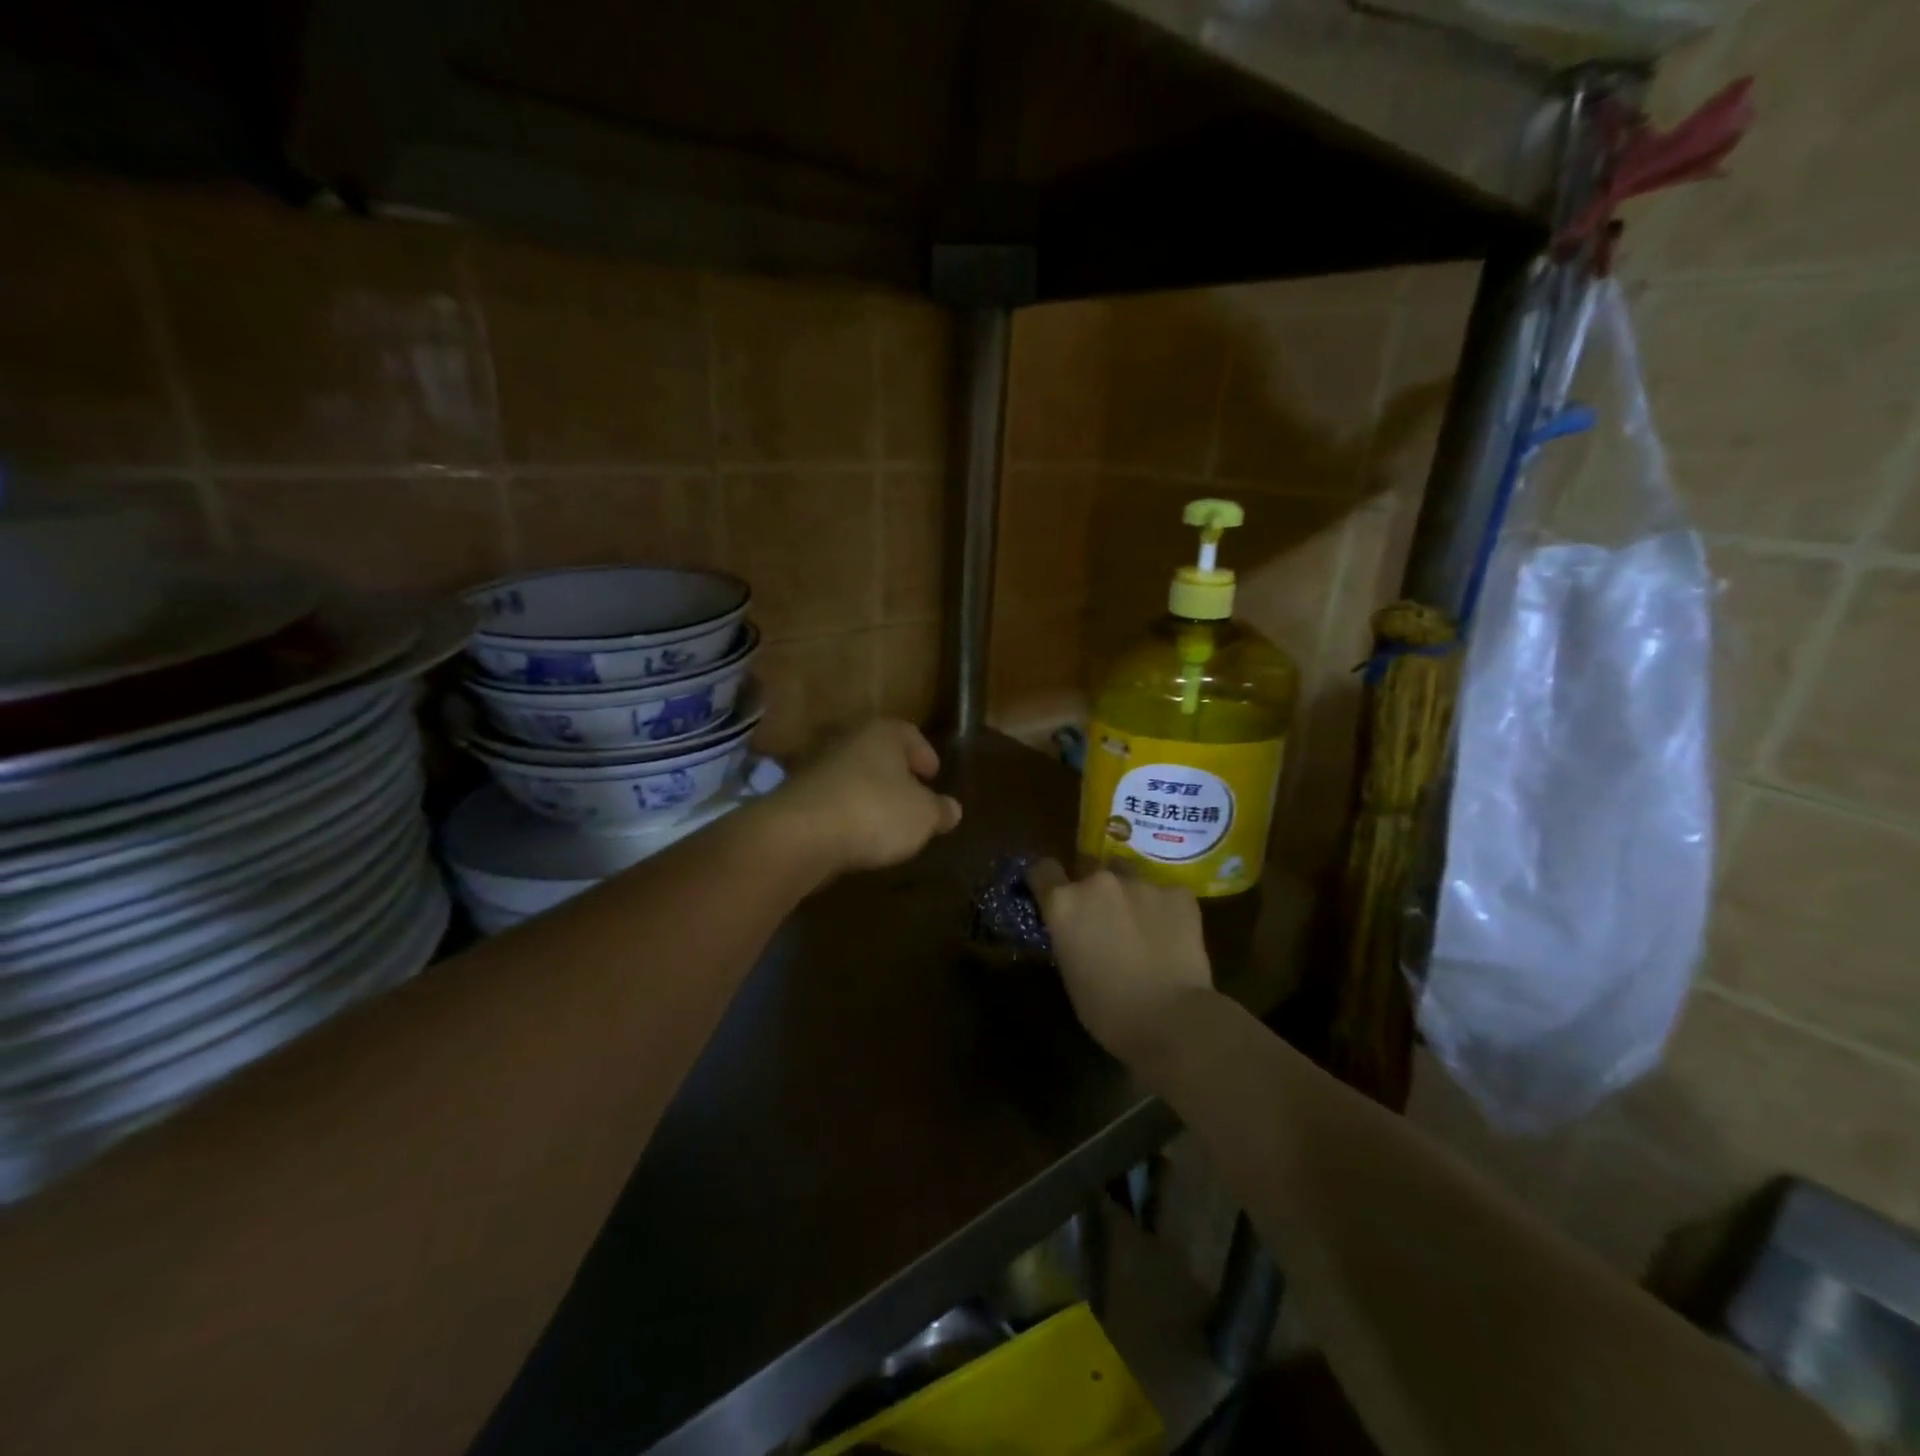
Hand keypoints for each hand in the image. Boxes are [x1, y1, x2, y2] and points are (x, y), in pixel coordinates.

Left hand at [768, 720, 962, 874]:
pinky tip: (854, 836)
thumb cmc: (875, 812)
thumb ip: (940, 811)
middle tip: (912, 799)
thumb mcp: (923, 816)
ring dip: (868, 795)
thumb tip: (952, 809)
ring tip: (884, 823)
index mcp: (882, 733)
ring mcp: (816, 766)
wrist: (800, 835)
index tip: (933, 776)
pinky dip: (844, 813)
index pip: (910, 735)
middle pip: (878, 753)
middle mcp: (846, 740)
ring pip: (852, 776)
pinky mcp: (795, 796)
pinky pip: (831, 801)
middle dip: (895, 775)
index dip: (925, 755)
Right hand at [1025, 860, 1215, 1063]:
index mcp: (1064, 903)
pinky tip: (1173, 938)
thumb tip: (1077, 930)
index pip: (1043, 870)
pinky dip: (1166, 910)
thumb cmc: (1108, 1011)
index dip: (1048, 881)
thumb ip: (1068, 937)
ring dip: (1130, 897)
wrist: (1171, 1020)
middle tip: (1105, 918)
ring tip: (1144, 930)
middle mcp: (1098, 882)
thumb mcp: (1070, 972)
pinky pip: (1166, 895)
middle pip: (1088, 867)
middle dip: (1093, 888)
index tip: (1054, 894)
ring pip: (1130, 879)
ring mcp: (1141, 883)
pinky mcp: (1178, 893)